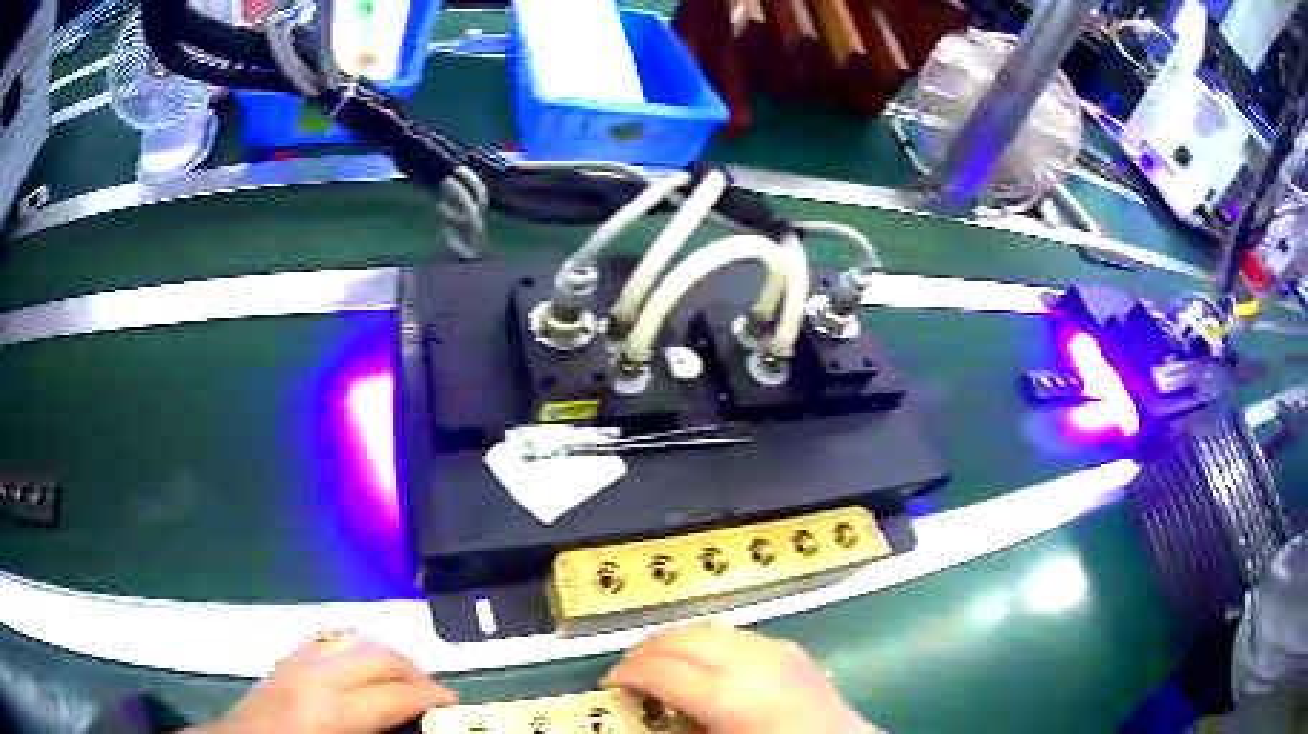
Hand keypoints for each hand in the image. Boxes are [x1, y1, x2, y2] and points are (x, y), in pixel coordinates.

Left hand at [194, 630, 455, 733]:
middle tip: (436, 696)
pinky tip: (365, 668)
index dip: (430, 698)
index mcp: (330, 710)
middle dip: (415, 673)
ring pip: (355, 640)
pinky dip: (358, 648)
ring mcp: (297, 660)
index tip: (455, 706)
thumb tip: (410, 722)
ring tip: (405, 681)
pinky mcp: (287, 657)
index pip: (392, 694)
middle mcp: (315, 676)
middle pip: (378, 657)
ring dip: (388, 657)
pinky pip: (331, 640)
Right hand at [602, 624, 876, 733]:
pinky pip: (737, 635)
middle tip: (627, 667)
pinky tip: (702, 659)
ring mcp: (776, 650)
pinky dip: (709, 641)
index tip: (610, 682)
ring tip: (658, 660)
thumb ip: (679, 724)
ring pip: (710, 629)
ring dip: (677, 641)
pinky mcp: (791, 649)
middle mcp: (753, 662)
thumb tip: (645, 708)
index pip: (662, 671)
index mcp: (730, 696)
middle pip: (684, 638)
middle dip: (648, 648)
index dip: (628, 673)